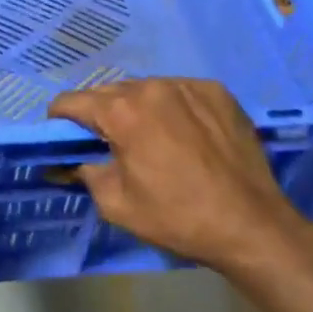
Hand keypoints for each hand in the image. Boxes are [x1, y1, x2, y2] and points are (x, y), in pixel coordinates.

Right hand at [48, 78, 312, 282]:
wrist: (252, 226)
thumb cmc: (177, 218)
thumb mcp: (116, 204)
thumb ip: (83, 173)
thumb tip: (66, 162)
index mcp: (121, 111)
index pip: (71, 101)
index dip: (60, 120)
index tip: (64, 139)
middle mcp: (151, 87)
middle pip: (107, 92)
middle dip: (100, 115)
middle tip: (109, 145)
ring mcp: (186, 85)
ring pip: (144, 89)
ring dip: (136, 108)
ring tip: (151, 139)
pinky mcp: (216, 91)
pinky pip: (177, 91)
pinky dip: (171, 107)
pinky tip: (183, 134)